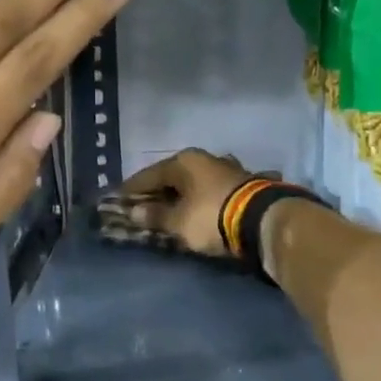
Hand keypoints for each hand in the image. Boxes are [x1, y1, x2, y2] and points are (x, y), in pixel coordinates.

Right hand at [113, 149, 252, 255]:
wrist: (264, 220)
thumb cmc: (210, 216)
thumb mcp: (178, 221)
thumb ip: (155, 216)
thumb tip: (135, 212)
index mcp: (183, 161)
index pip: (148, 175)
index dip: (131, 190)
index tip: (117, 200)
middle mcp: (204, 159)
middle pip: (172, 177)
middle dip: (157, 192)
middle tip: (142, 207)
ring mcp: (227, 169)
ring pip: (193, 183)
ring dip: (181, 195)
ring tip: (170, 210)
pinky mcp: (244, 184)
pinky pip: (210, 191)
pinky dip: (200, 200)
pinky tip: (196, 209)